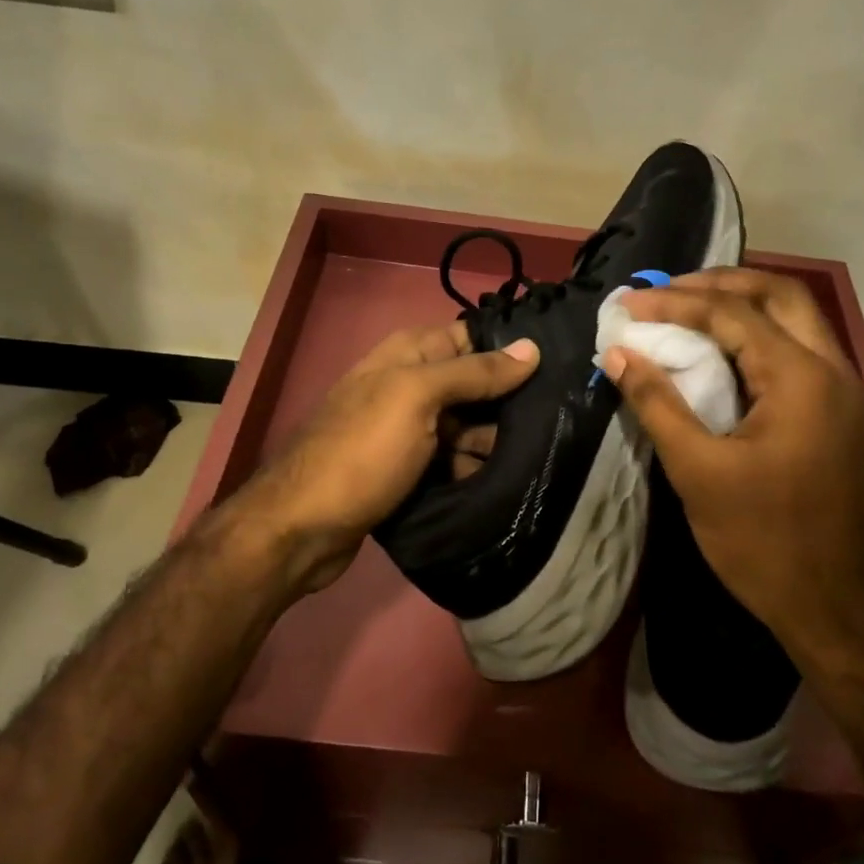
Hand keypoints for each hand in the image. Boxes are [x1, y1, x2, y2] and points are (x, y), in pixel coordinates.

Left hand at [229, 323, 538, 595]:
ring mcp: (409, 428)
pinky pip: (453, 457)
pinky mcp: (410, 467)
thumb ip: (474, 372)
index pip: (474, 336)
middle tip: (557, 421)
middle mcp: (410, 384)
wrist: (303, 527)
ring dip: (496, 440)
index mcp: (410, 354)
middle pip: (475, 383)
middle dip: (511, 401)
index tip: (560, 366)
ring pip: (468, 424)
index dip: (512, 348)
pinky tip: (505, 481)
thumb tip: (532, 347)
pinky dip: (474, 466)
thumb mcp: (417, 398)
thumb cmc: (362, 451)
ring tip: (540, 457)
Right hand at [603, 269, 863, 667]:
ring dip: (744, 307)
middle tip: (667, 291)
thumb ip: (658, 405)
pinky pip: (800, 354)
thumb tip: (620, 354)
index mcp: (800, 377)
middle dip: (720, 282)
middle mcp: (832, 370)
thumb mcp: (699, 473)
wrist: (850, 613)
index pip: (731, 312)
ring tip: (689, 314)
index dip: (674, 301)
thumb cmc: (768, 544)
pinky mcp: (842, 419)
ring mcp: (845, 394)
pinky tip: (724, 360)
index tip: (627, 305)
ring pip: (796, 321)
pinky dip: (760, 339)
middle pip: (779, 295)